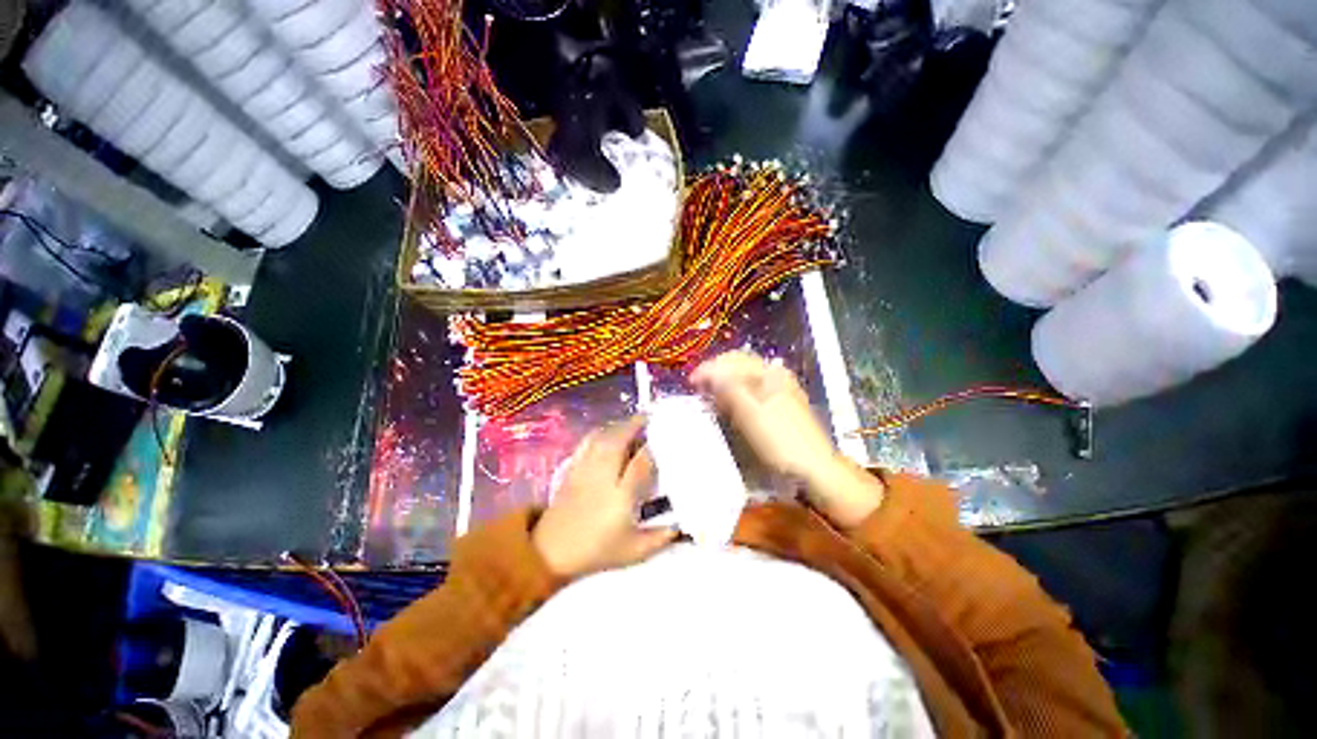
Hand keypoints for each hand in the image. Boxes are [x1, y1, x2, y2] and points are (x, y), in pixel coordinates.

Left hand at [533, 417, 677, 578]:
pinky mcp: (573, 469)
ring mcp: (585, 470)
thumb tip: (681, 526)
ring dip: (618, 426)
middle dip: (634, 425)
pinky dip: (599, 432)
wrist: (551, 552)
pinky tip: (607, 431)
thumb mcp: (634, 552)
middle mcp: (603, 477)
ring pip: (602, 438)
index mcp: (620, 496)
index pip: (639, 463)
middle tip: (649, 417)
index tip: (664, 439)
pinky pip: (586, 443)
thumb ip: (660, 538)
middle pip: (618, 441)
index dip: (652, 448)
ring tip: (632, 422)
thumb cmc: (596, 551)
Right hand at [691, 351, 882, 527]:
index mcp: (767, 373)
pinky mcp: (781, 402)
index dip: (708, 368)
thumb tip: (709, 371)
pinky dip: (736, 391)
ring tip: (710, 394)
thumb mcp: (750, 413)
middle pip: (738, 364)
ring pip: (745, 376)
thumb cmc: (779, 439)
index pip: (731, 360)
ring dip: (725, 381)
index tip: (691, 382)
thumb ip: (729, 388)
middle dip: (715, 372)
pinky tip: (730, 402)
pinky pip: (752, 388)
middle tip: (698, 387)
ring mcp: (780, 388)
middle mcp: (774, 375)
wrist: (814, 466)